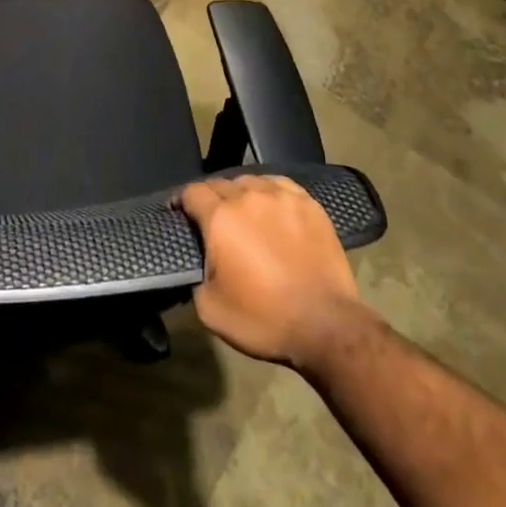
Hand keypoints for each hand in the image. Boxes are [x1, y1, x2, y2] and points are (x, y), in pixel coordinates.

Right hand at [180, 175, 366, 368]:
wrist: (326, 325)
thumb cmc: (264, 319)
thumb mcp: (210, 309)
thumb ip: (195, 276)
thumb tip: (199, 262)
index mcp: (220, 218)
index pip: (192, 192)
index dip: (181, 201)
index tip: (179, 213)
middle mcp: (248, 196)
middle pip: (219, 183)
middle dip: (209, 198)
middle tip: (210, 219)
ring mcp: (281, 196)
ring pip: (250, 181)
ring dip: (239, 193)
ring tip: (241, 212)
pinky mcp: (308, 204)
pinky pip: (279, 184)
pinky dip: (268, 191)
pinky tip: (271, 205)